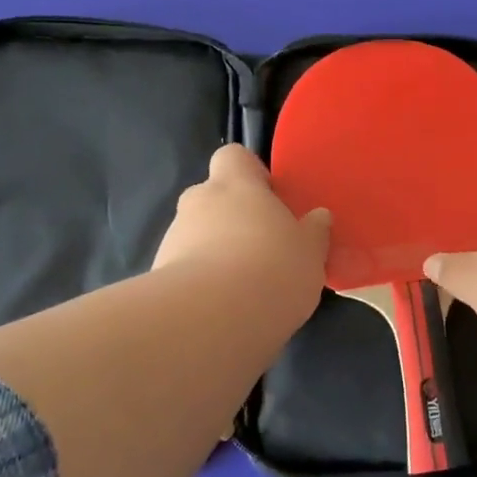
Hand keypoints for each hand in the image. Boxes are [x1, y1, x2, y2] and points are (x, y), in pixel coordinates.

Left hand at [153, 145, 331, 332]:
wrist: (210, 320)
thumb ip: (314, 231)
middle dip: (232, 218)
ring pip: (197, 234)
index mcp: (236, 184)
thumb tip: (318, 216)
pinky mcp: (157, 275)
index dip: (249, 172)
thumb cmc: (272, 269)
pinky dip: (200, 282)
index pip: (233, 157)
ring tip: (242, 288)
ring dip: (215, 251)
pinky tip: (222, 308)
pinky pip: (185, 269)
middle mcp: (199, 201)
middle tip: (261, 247)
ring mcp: (173, 237)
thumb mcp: (310, 252)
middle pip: (213, 197)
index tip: (269, 197)